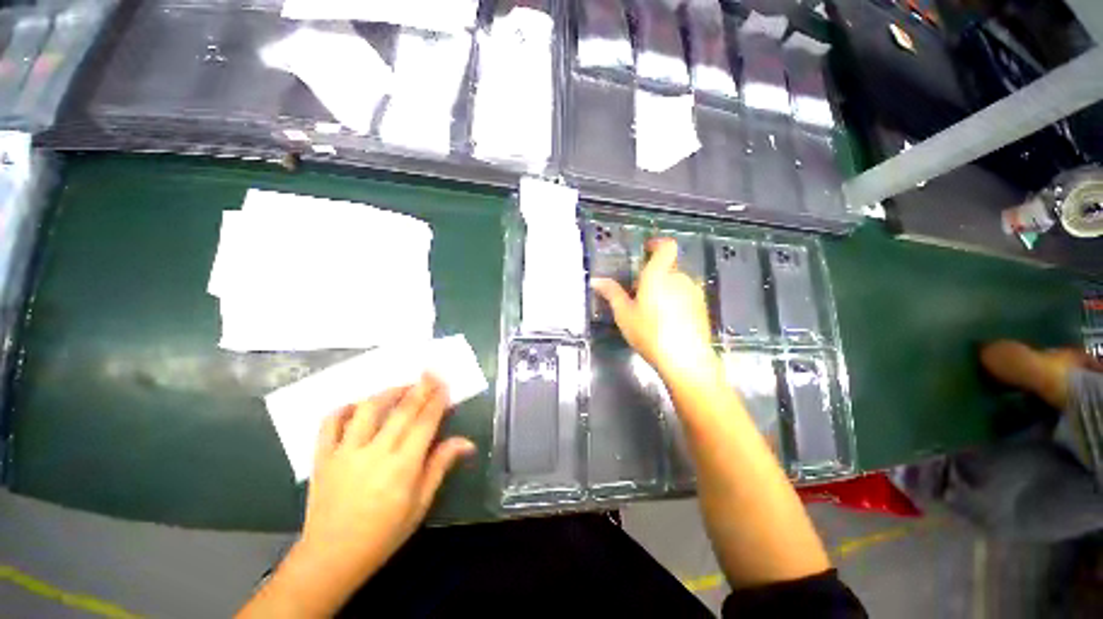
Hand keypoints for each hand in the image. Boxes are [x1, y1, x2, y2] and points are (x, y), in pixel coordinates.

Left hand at [292, 375, 474, 608]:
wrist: (331, 557)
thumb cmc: (383, 534)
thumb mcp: (420, 504)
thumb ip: (440, 466)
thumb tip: (466, 442)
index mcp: (403, 466)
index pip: (425, 422)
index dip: (437, 400)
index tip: (444, 384)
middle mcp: (375, 452)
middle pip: (402, 410)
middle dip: (420, 387)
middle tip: (430, 371)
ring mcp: (346, 452)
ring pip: (368, 409)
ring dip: (387, 392)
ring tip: (400, 386)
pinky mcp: (322, 457)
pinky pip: (330, 424)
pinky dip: (343, 409)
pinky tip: (356, 404)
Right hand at [592, 238, 719, 384]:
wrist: (686, 360)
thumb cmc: (650, 333)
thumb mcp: (624, 314)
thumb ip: (611, 293)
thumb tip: (596, 280)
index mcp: (659, 275)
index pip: (666, 246)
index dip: (657, 244)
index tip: (646, 250)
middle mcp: (680, 278)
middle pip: (667, 267)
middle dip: (654, 276)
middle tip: (638, 294)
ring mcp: (694, 293)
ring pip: (677, 282)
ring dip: (665, 289)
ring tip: (651, 310)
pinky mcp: (702, 307)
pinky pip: (686, 296)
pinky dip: (675, 301)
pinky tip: (667, 321)